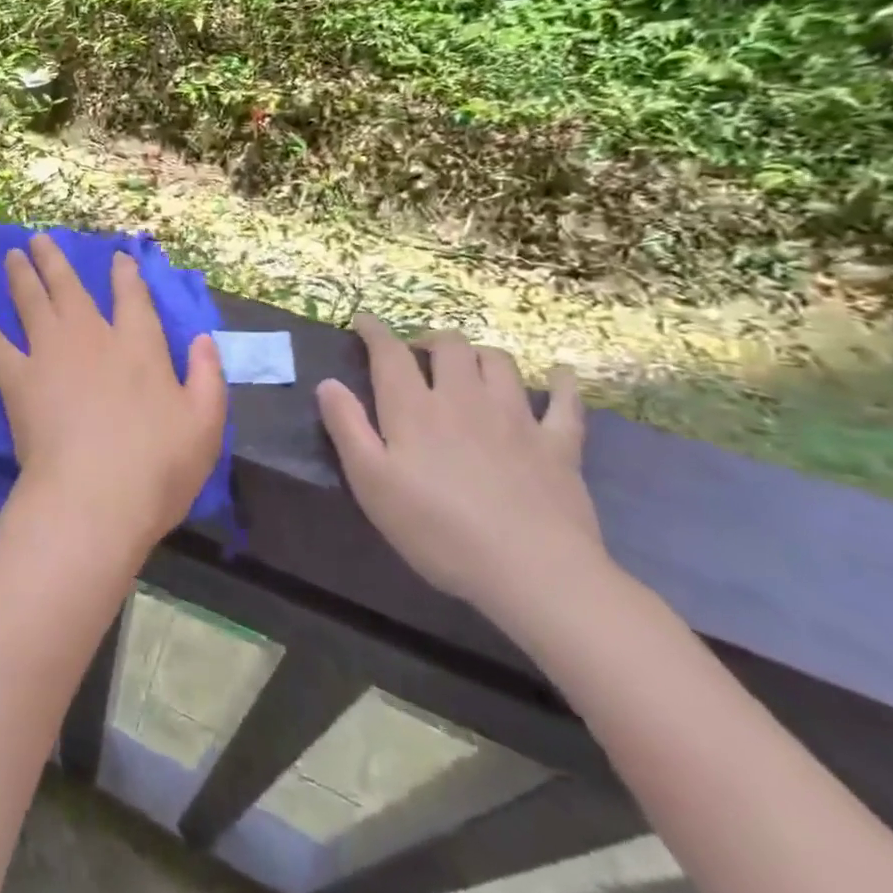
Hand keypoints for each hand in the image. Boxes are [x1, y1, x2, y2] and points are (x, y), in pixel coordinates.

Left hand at [0, 236, 226, 556]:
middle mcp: (91, 337)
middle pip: (69, 287)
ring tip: (11, 257)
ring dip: (20, 276)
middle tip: (38, 239)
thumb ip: (207, 376)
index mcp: (138, 345)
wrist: (94, 495)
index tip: (116, 257)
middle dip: (54, 260)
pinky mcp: (17, 380)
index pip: (132, 298)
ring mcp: (49, 354)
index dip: (125, 274)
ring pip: (31, 302)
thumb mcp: (205, 424)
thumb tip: (204, 339)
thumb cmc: (158, 465)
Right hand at [316, 314, 606, 627]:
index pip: (390, 353)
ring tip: (468, 364)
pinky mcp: (559, 445)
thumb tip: (328, 382)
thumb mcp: (370, 482)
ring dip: (478, 353)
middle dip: (429, 339)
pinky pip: (565, 402)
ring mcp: (516, 418)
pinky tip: (558, 376)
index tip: (363, 321)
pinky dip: (560, 383)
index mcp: (414, 408)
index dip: (374, 331)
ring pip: (498, 362)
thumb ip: (347, 427)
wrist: (532, 572)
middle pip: (449, 346)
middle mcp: (464, 399)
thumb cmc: (437, 529)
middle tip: (417, 353)